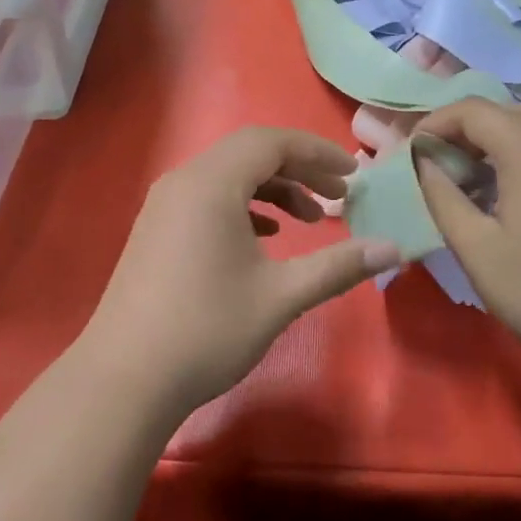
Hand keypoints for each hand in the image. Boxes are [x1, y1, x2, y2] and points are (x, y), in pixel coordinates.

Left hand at [78, 127, 400, 413]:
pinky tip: (263, 239)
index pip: (271, 142)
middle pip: (249, 154)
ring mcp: (163, 206)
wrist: (126, 378)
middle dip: (299, 170)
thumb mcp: (281, 296)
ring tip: (308, 222)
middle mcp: (183, 181)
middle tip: (339, 197)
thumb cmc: (207, 329)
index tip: (354, 174)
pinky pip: (207, 199)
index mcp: (211, 183)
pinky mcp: (155, 230)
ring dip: (272, 190)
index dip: (318, 152)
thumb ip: (338, 266)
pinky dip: (242, 208)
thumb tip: (394, 248)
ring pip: (227, 177)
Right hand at [415, 98, 520, 372]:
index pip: (472, 110)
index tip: (414, 151)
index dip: (436, 123)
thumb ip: (441, 195)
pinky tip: (520, 187)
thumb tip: (425, 160)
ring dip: (504, 131)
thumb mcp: (473, 246)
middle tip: (445, 161)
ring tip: (481, 170)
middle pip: (508, 108)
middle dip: (469, 126)